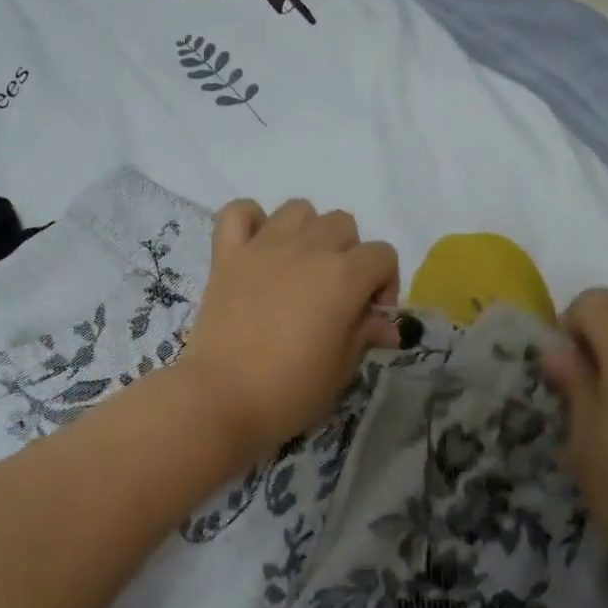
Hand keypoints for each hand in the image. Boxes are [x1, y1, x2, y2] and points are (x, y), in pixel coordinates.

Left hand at [178, 198, 401, 465]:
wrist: (221, 398)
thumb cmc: (291, 391)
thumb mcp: (342, 369)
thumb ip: (366, 334)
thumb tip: (386, 325)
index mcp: (343, 275)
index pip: (383, 255)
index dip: (385, 284)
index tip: (370, 317)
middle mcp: (307, 248)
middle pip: (343, 224)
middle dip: (350, 255)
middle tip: (336, 295)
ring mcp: (263, 246)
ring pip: (298, 209)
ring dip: (308, 232)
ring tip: (300, 268)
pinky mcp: (227, 255)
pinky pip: (239, 212)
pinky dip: (251, 221)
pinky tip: (257, 248)